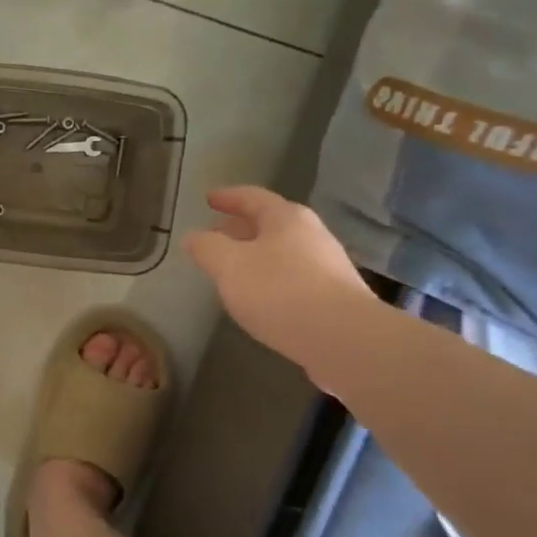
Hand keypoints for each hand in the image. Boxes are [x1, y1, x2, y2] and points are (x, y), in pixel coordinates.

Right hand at [184, 187, 374, 367]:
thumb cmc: (280, 291)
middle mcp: (311, 235)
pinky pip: (293, 278)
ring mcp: (327, 267)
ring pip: (281, 252)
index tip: (208, 199)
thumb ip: (207, 248)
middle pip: (270, 224)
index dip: (228, 197)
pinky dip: (270, 279)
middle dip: (239, 228)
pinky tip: (259, 298)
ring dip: (254, 255)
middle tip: (215, 235)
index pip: (252, 197)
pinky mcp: (334, 298)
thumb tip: (194, 236)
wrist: (343, 339)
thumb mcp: (229, 266)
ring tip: (231, 270)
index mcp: (286, 219)